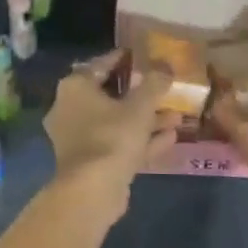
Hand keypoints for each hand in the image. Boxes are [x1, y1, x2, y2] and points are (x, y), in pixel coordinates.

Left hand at [43, 52, 177, 222]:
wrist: (92, 190)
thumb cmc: (112, 136)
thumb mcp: (139, 106)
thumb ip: (154, 83)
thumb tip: (166, 65)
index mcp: (75, 87)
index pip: (101, 64)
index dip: (124, 59)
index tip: (143, 56)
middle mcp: (70, 109)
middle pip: (110, 96)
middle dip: (141, 95)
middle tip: (165, 89)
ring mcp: (78, 138)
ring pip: (117, 122)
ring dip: (146, 120)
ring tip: (177, 116)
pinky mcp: (90, 163)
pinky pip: (118, 144)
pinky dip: (141, 140)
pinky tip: (170, 138)